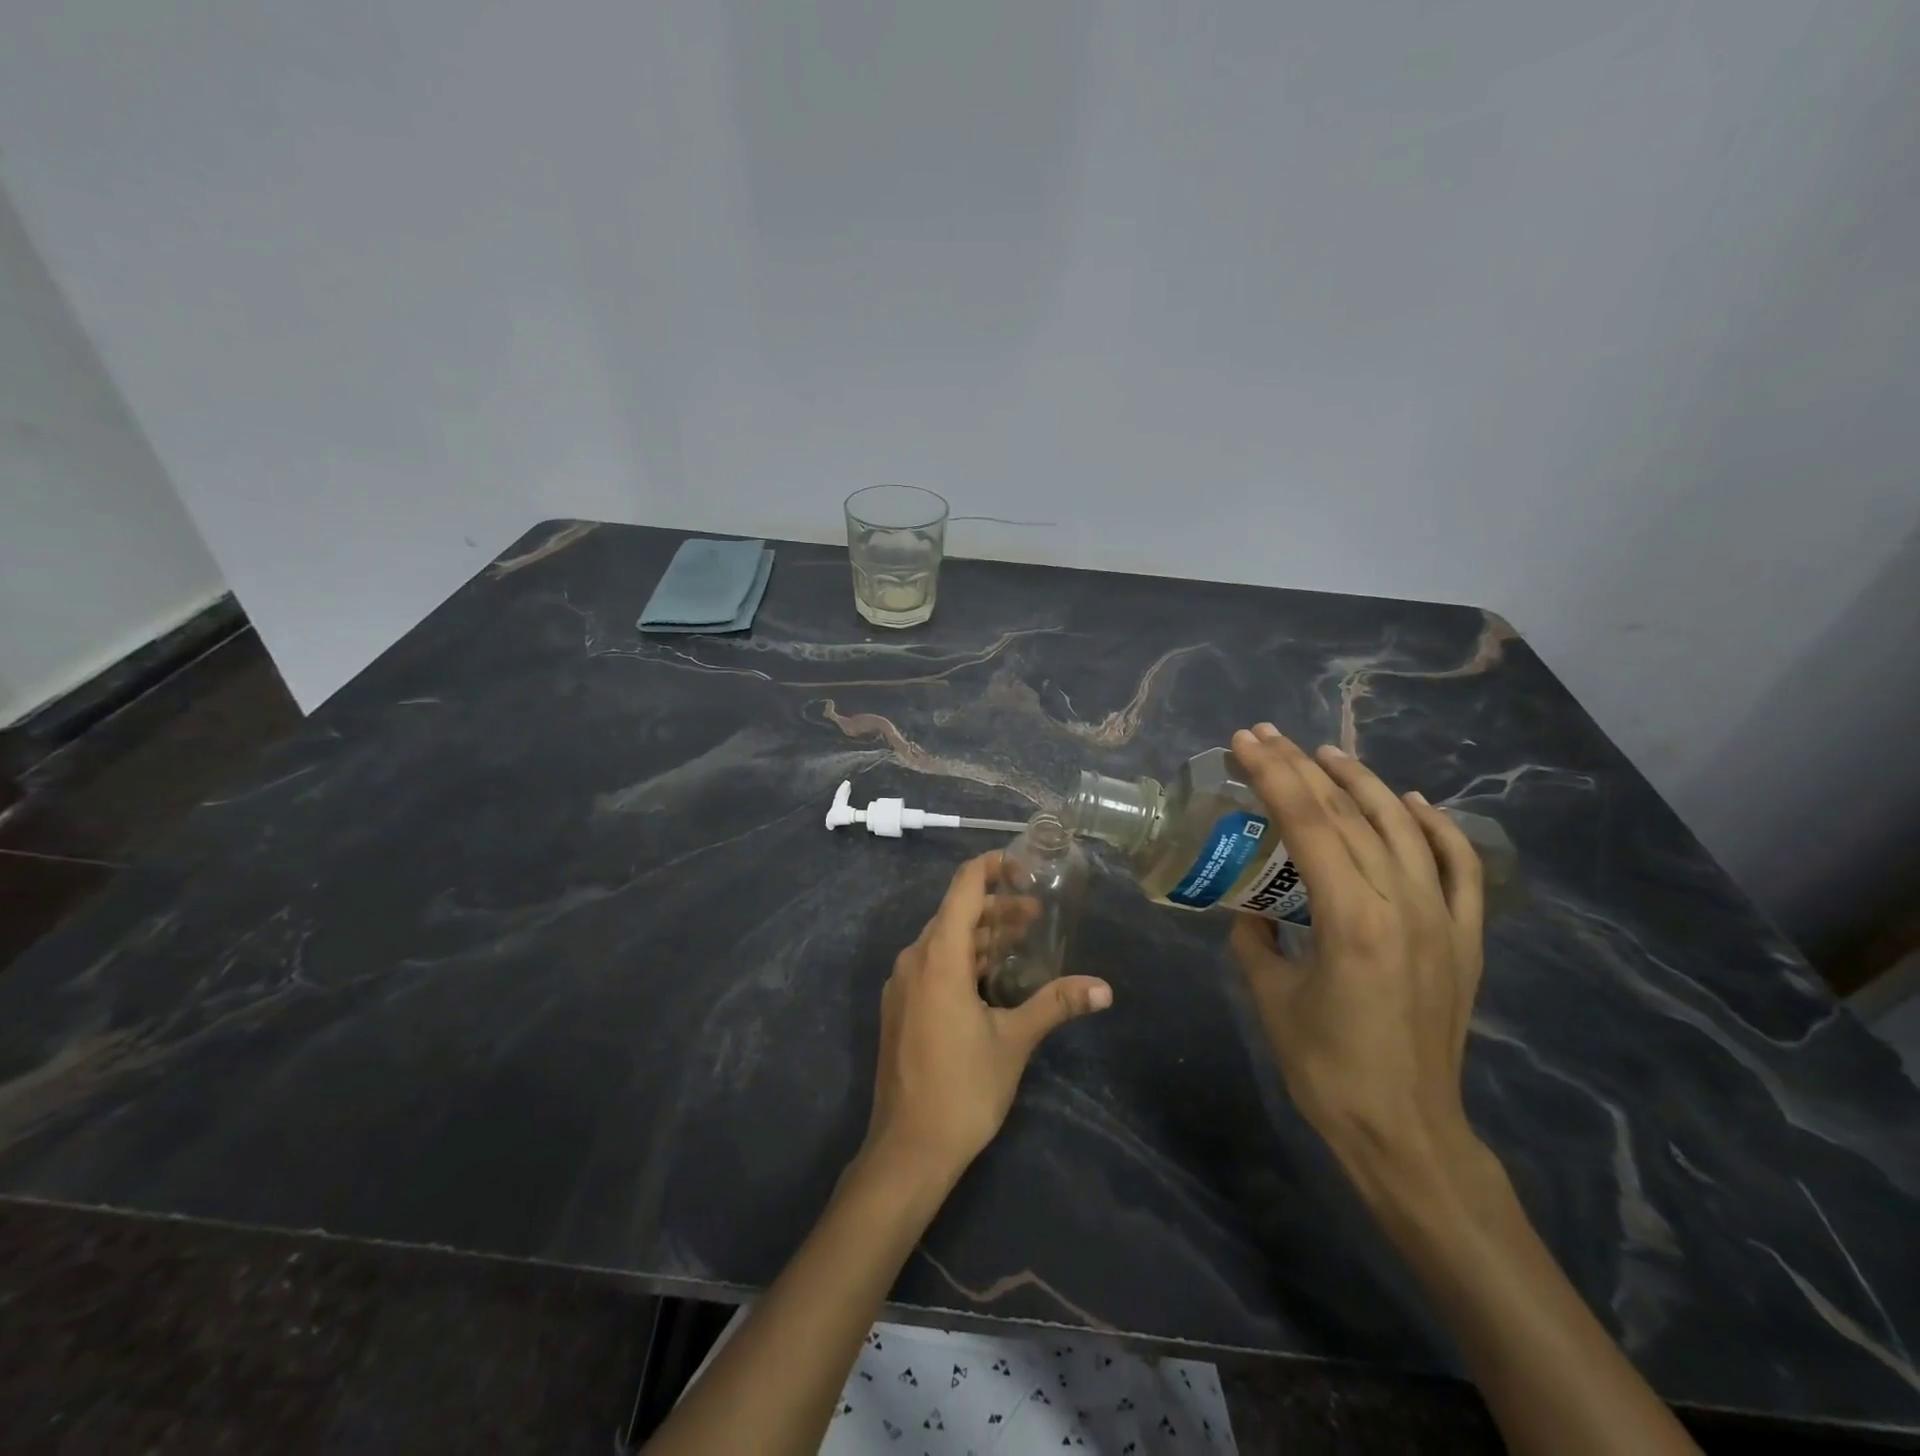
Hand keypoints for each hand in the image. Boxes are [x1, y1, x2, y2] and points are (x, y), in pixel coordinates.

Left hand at [865, 851, 1112, 1185]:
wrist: (907, 1150)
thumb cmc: (963, 1088)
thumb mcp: (1014, 1041)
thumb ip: (1056, 1004)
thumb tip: (1105, 988)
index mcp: (939, 956)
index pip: (963, 887)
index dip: (991, 867)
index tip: (1024, 866)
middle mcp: (914, 960)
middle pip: (956, 913)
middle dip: (996, 907)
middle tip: (1037, 914)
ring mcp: (902, 984)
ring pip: (944, 941)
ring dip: (981, 936)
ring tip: (1021, 942)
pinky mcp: (901, 1007)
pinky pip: (933, 965)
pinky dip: (963, 959)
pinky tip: (991, 978)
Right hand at [1227, 724, 1486, 1185]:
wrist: (1407, 1131)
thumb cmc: (1326, 1068)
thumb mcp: (1270, 997)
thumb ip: (1255, 941)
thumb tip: (1252, 912)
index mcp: (1351, 919)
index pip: (1309, 824)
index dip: (1274, 775)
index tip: (1245, 742)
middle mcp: (1403, 905)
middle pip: (1352, 815)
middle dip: (1305, 768)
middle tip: (1268, 736)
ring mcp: (1443, 919)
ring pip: (1405, 828)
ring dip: (1364, 784)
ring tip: (1327, 755)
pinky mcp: (1465, 939)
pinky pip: (1458, 867)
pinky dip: (1438, 827)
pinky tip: (1413, 803)